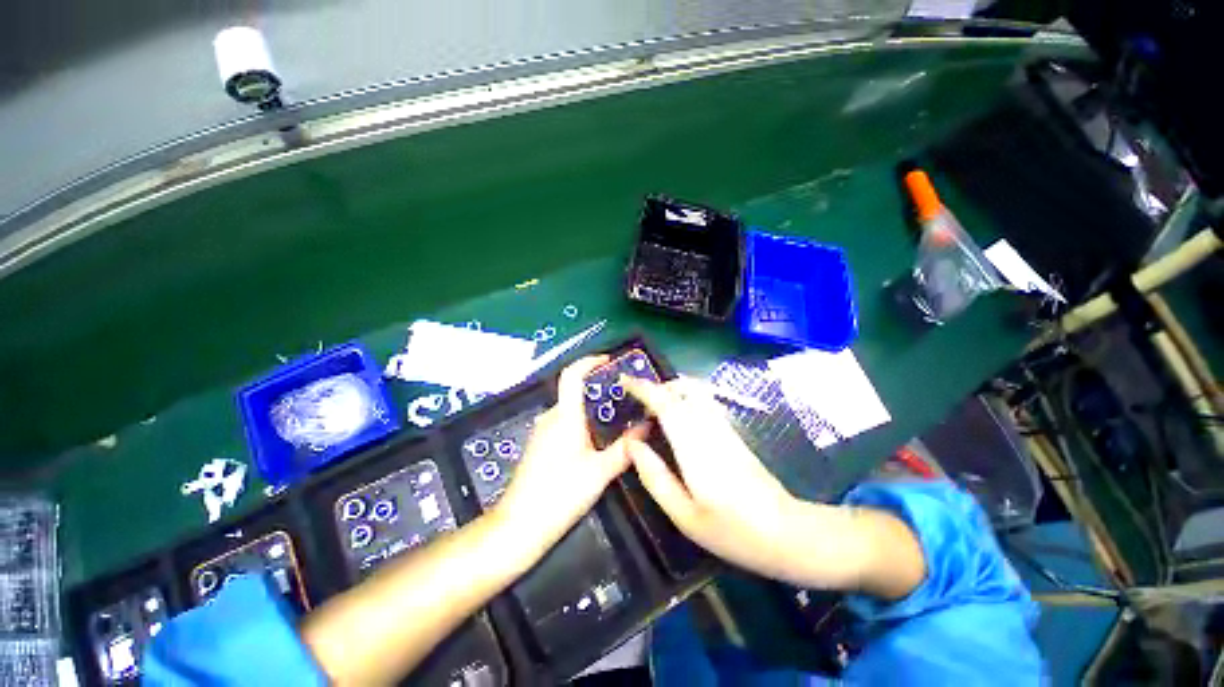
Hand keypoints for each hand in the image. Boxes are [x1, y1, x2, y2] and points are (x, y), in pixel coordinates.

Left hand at [492, 356, 639, 558]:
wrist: (520, 525)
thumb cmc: (561, 493)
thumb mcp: (600, 472)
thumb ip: (626, 448)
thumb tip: (647, 428)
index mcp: (565, 416)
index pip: (572, 375)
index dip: (589, 362)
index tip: (608, 360)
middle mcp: (551, 417)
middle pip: (574, 393)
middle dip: (598, 391)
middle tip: (624, 398)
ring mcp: (541, 431)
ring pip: (569, 410)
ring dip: (590, 410)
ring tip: (615, 420)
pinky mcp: (538, 445)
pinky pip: (562, 424)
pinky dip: (580, 424)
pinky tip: (595, 442)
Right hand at [620, 376, 798, 578]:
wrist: (786, 532)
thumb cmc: (731, 530)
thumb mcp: (683, 514)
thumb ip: (654, 476)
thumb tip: (631, 445)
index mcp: (693, 445)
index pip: (665, 402)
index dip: (642, 388)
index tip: (623, 381)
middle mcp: (709, 427)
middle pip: (681, 388)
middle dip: (655, 386)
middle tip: (636, 402)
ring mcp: (724, 427)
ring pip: (695, 391)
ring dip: (671, 390)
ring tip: (653, 408)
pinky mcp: (732, 431)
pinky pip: (704, 401)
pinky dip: (685, 398)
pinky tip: (677, 417)